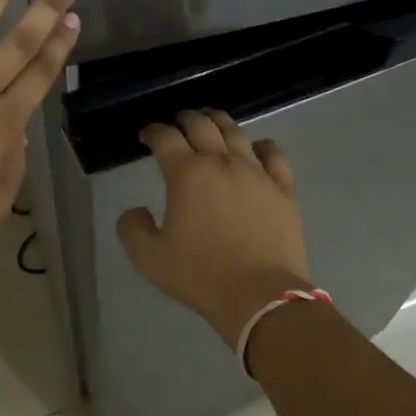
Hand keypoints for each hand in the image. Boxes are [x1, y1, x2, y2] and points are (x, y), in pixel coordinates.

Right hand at [117, 109, 311, 343]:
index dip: (152, 131)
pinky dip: (263, 145)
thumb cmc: (201, 275)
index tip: (146, 135)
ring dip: (220, 122)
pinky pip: (274, 155)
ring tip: (212, 121)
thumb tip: (135, 211)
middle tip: (178, 122)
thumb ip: (133, 229)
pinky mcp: (282, 188)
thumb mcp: (150, 258)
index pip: (165, 138)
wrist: (260, 296)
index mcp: (186, 174)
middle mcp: (221, 162)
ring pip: (236, 133)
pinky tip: (259, 147)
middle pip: (201, 125)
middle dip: (185, 119)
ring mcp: (256, 173)